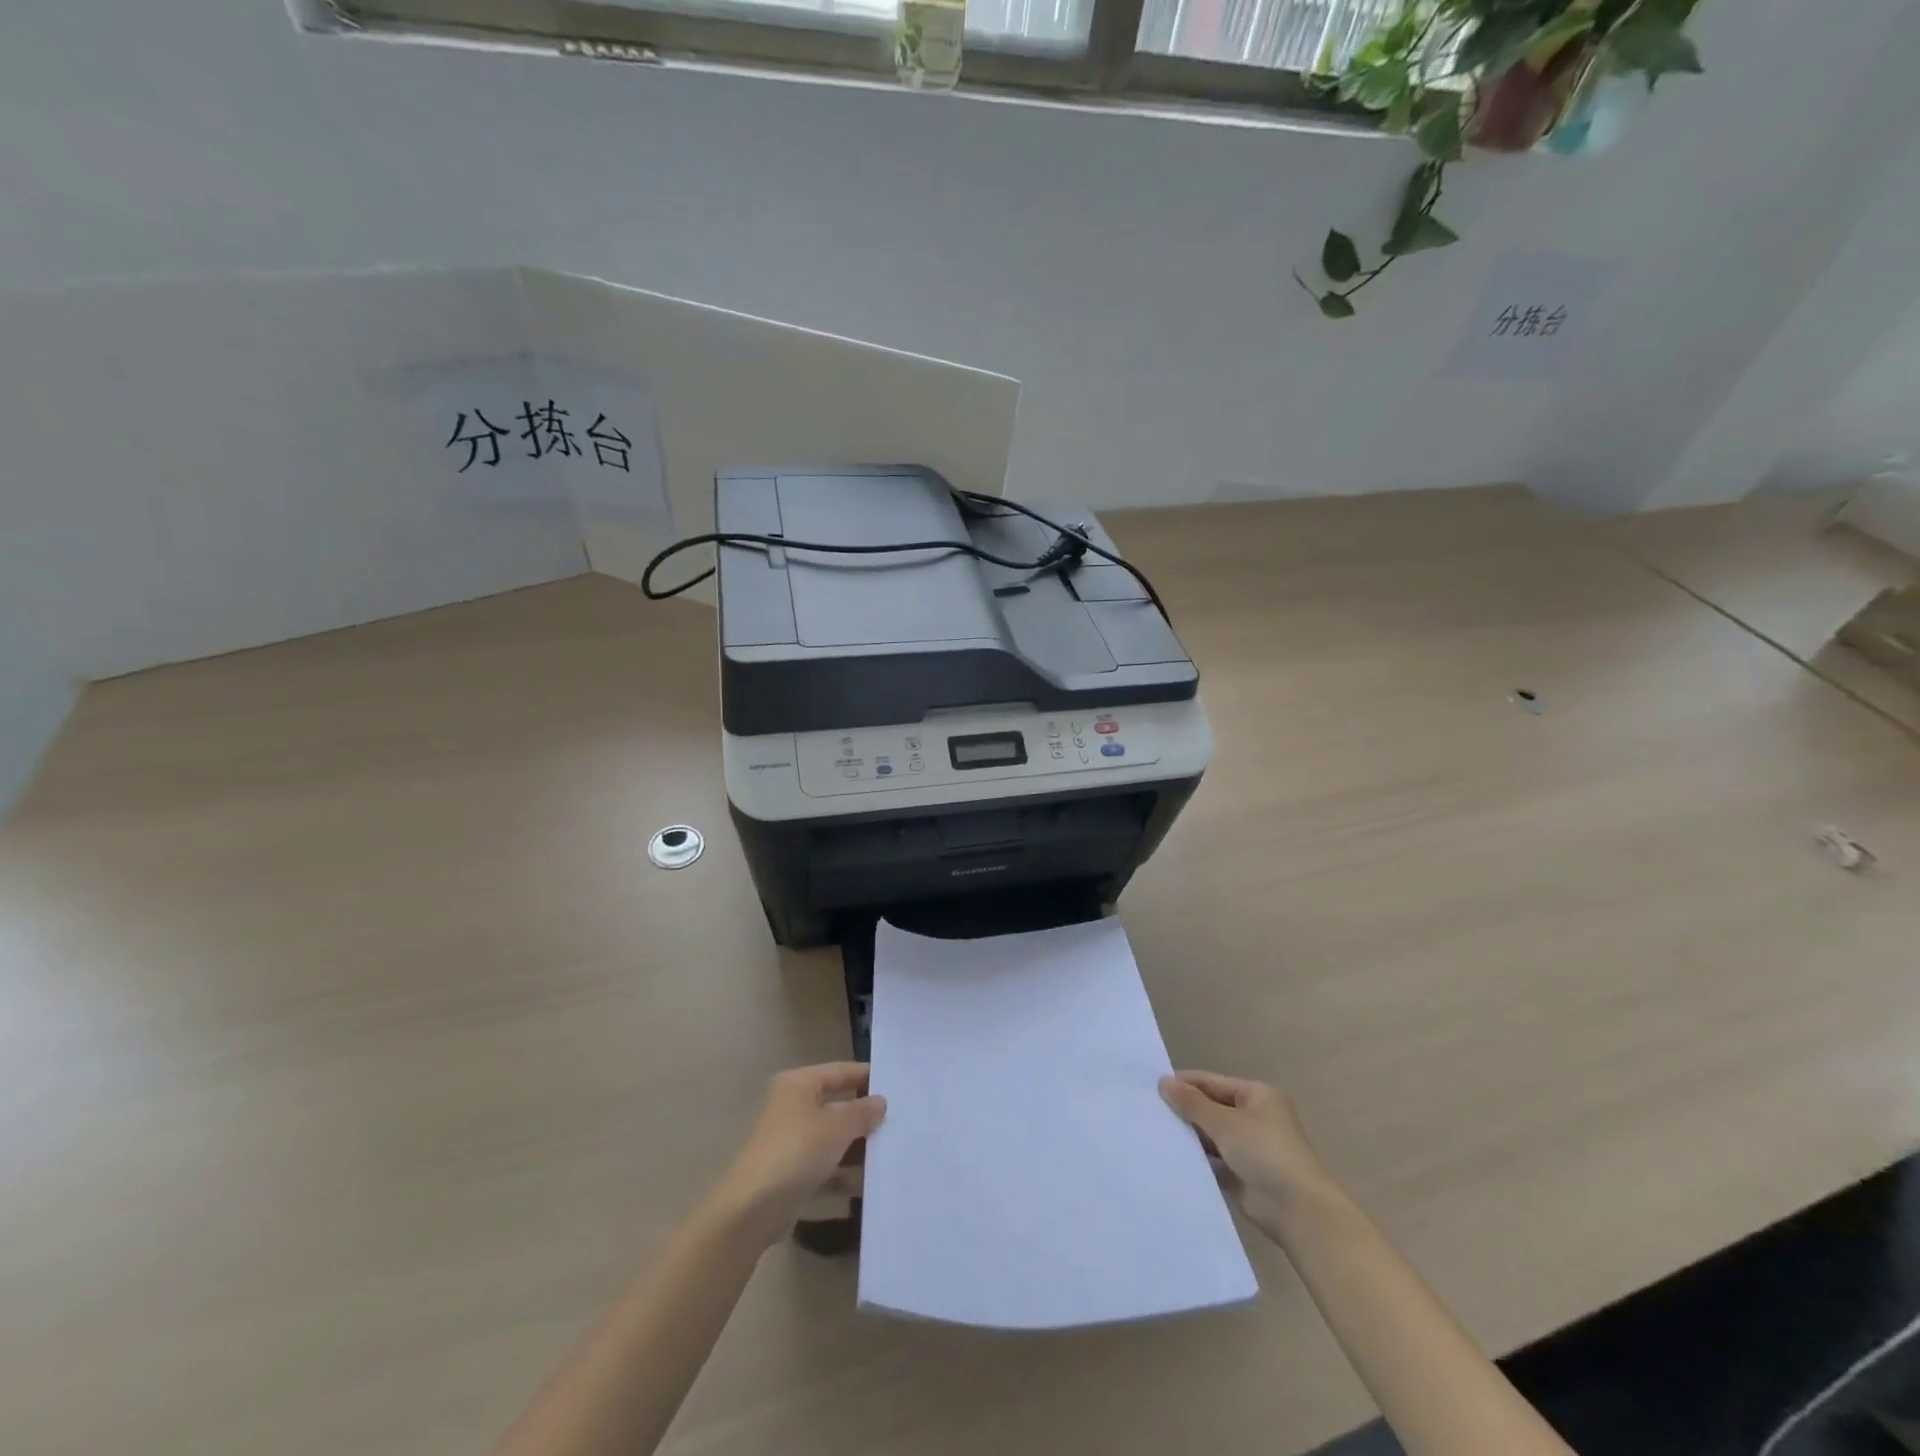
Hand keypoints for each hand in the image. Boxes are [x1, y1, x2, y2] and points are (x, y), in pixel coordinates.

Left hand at [712, 1063, 885, 1243]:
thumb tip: (880, 1101)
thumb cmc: (797, 1151)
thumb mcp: (837, 1127)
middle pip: (836, 1107)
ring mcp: (790, 1143)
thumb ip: (862, 1112)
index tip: (895, 1084)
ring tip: (891, 1156)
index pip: (838, 1072)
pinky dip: (843, 1175)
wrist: (752, 1210)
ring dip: (857, 1150)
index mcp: (798, 1085)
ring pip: (832, 1140)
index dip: (865, 1076)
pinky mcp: (790, 1175)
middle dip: (864, 1118)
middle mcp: (792, 1108)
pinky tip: (868, 1186)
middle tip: (899, 1123)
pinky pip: (824, 1168)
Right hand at [1160, 1070, 1334, 1241]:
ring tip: (1155, 1133)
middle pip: (1212, 1107)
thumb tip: (1163, 1081)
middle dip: (1186, 1110)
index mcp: (1257, 1095)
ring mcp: (1250, 1148)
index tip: (1153, 1087)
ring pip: (1212, 1135)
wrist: (1298, 1211)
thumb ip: (1192, 1103)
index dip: (1185, 1083)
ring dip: (1190, 1135)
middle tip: (1150, 1110)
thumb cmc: (1264, 1152)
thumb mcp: (1225, 1122)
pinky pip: (1215, 1160)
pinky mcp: (1244, 1175)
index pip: (1213, 1082)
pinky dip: (1198, 1159)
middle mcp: (1255, 1118)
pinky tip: (1172, 1157)